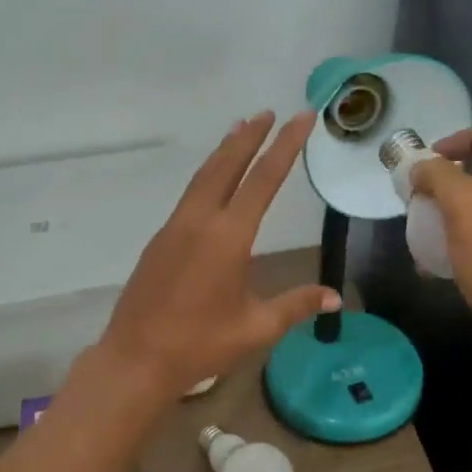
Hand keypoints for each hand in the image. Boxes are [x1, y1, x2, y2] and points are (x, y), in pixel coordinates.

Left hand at [94, 111, 340, 401]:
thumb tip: (335, 298)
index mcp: (228, 237)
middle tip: (267, 112)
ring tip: (239, 130)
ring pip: (203, 178)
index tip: (300, 118)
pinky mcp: (159, 241)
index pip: (263, 180)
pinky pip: (188, 197)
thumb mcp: (255, 327)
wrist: (136, 358)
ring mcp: (174, 228)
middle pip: (226, 166)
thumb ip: (296, 305)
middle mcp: (199, 221)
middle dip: (249, 137)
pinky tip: (212, 183)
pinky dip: (206, 177)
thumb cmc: (200, 344)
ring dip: (223, 152)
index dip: (285, 146)